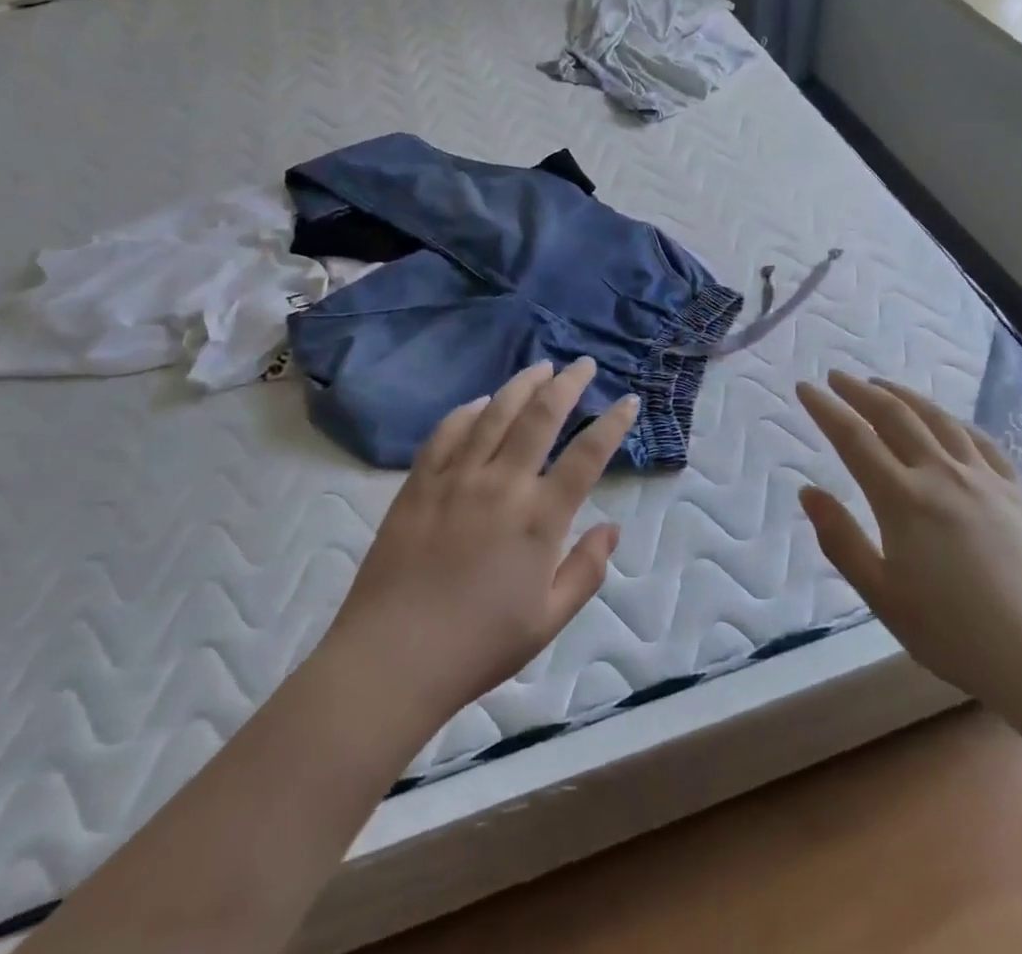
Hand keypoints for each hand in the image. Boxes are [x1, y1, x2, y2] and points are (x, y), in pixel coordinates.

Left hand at [325, 358, 632, 729]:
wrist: (393, 657)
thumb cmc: (478, 646)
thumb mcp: (548, 621)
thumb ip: (586, 571)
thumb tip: (613, 528)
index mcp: (539, 519)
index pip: (586, 456)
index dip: (612, 424)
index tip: (628, 401)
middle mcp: (502, 485)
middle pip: (540, 416)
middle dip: (567, 384)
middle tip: (583, 365)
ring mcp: (456, 478)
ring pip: (495, 413)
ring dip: (522, 384)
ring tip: (540, 367)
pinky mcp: (419, 483)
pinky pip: (447, 432)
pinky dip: (468, 411)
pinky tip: (480, 403)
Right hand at [796, 371, 1021, 716]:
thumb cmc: (960, 637)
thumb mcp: (884, 598)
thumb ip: (842, 542)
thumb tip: (807, 491)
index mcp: (903, 500)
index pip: (854, 439)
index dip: (826, 409)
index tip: (805, 387)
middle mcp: (942, 475)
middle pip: (895, 417)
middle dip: (861, 392)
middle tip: (837, 375)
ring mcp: (986, 480)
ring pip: (939, 420)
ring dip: (904, 396)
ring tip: (883, 385)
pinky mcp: (1020, 494)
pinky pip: (981, 442)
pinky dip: (954, 421)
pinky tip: (948, 421)